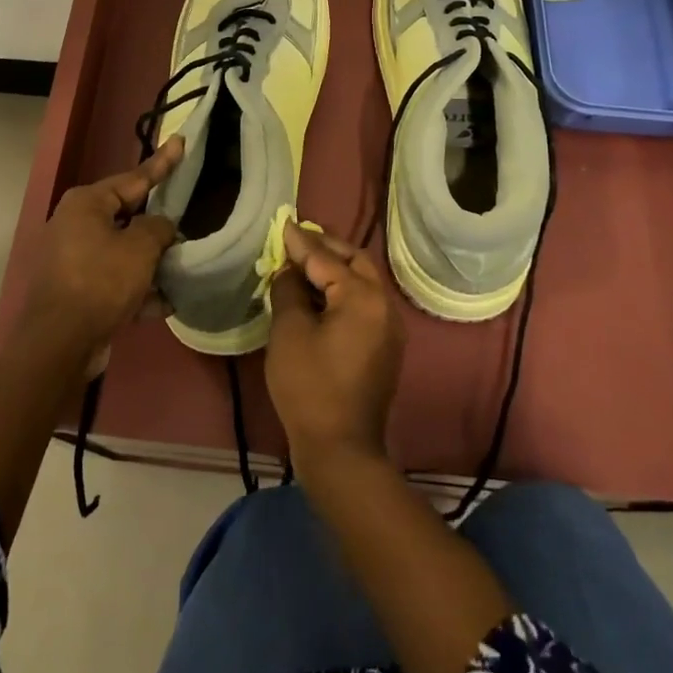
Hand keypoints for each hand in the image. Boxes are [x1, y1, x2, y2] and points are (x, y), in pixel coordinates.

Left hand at [19, 138, 181, 374]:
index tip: (180, 142)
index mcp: (87, 203)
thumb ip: (157, 228)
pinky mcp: (77, 290)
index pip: (134, 177)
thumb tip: (161, 226)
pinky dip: (138, 290)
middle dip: (157, 225)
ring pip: (123, 252)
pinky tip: (165, 303)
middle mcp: (76, 224)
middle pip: (128, 216)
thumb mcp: (139, 248)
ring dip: (151, 263)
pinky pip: (115, 281)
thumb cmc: (100, 281)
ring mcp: (74, 259)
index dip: (162, 163)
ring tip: (183, 268)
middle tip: (186, 219)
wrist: (59, 344)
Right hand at [265, 224, 406, 466]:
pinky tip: (319, 293)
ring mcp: (389, 327)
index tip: (283, 222)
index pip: (326, 259)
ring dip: (336, 267)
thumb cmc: (310, 386)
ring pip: (363, 281)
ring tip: (305, 260)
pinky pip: (365, 302)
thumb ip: (289, 290)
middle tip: (298, 236)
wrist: (341, 449)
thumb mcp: (289, 331)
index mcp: (363, 296)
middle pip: (355, 261)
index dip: (300, 241)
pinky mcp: (385, 346)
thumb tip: (290, 270)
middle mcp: (384, 304)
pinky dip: (343, 289)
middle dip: (326, 246)